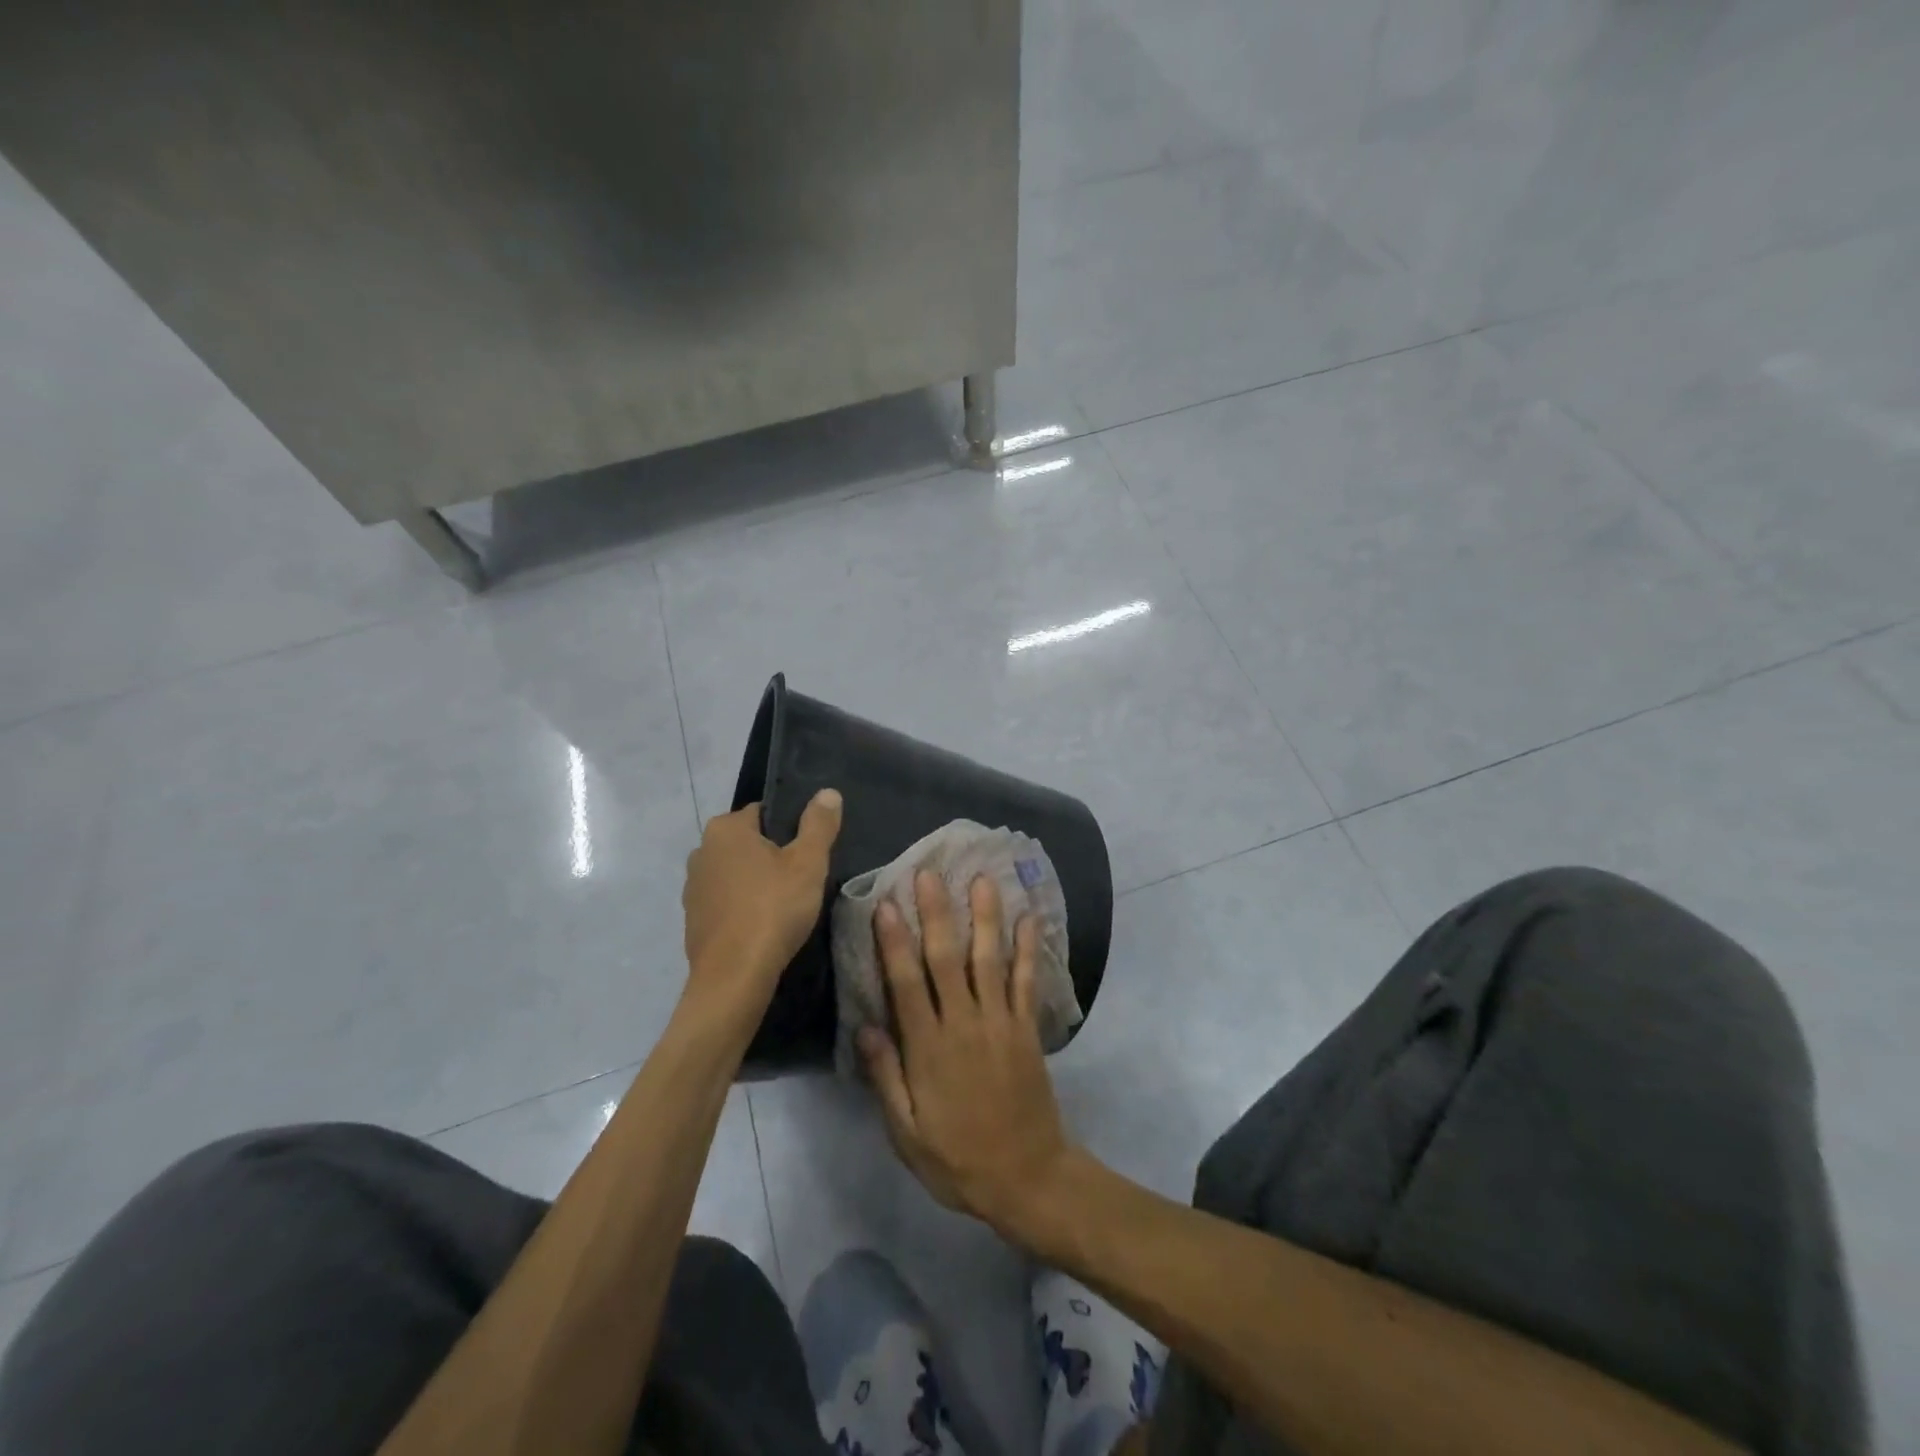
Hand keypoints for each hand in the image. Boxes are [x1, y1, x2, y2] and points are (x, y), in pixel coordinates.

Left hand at [682, 790, 841, 1022]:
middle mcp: (701, 850)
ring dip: (756, 882)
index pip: (764, 813)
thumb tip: (828, 792)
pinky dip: (742, 907)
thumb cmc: (773, 909)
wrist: (734, 976)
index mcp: (725, 828)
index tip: (808, 854)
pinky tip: (763, 925)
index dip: (790, 830)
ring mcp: (693, 887)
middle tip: (801, 879)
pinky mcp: (693, 919)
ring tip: (784, 905)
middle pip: (748, 843)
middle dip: (772, 856)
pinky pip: (725, 901)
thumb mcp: (808, 862)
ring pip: (735, 873)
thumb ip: (819, 824)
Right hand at [860, 871, 1074, 1238]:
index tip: (885, 903)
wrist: (1026, 1177)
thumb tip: (865, 1025)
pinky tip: (1029, 917)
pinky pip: (1026, 980)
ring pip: (989, 959)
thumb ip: (885, 1077)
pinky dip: (1028, 948)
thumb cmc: (957, 1157)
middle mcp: (964, 1023)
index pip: (906, 983)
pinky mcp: (1026, 1028)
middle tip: (928, 872)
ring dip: (985, 916)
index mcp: (929, 1047)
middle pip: (946, 958)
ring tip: (982, 878)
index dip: (894, 941)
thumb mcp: (906, 1132)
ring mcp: (1000, 1022)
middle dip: (936, 913)